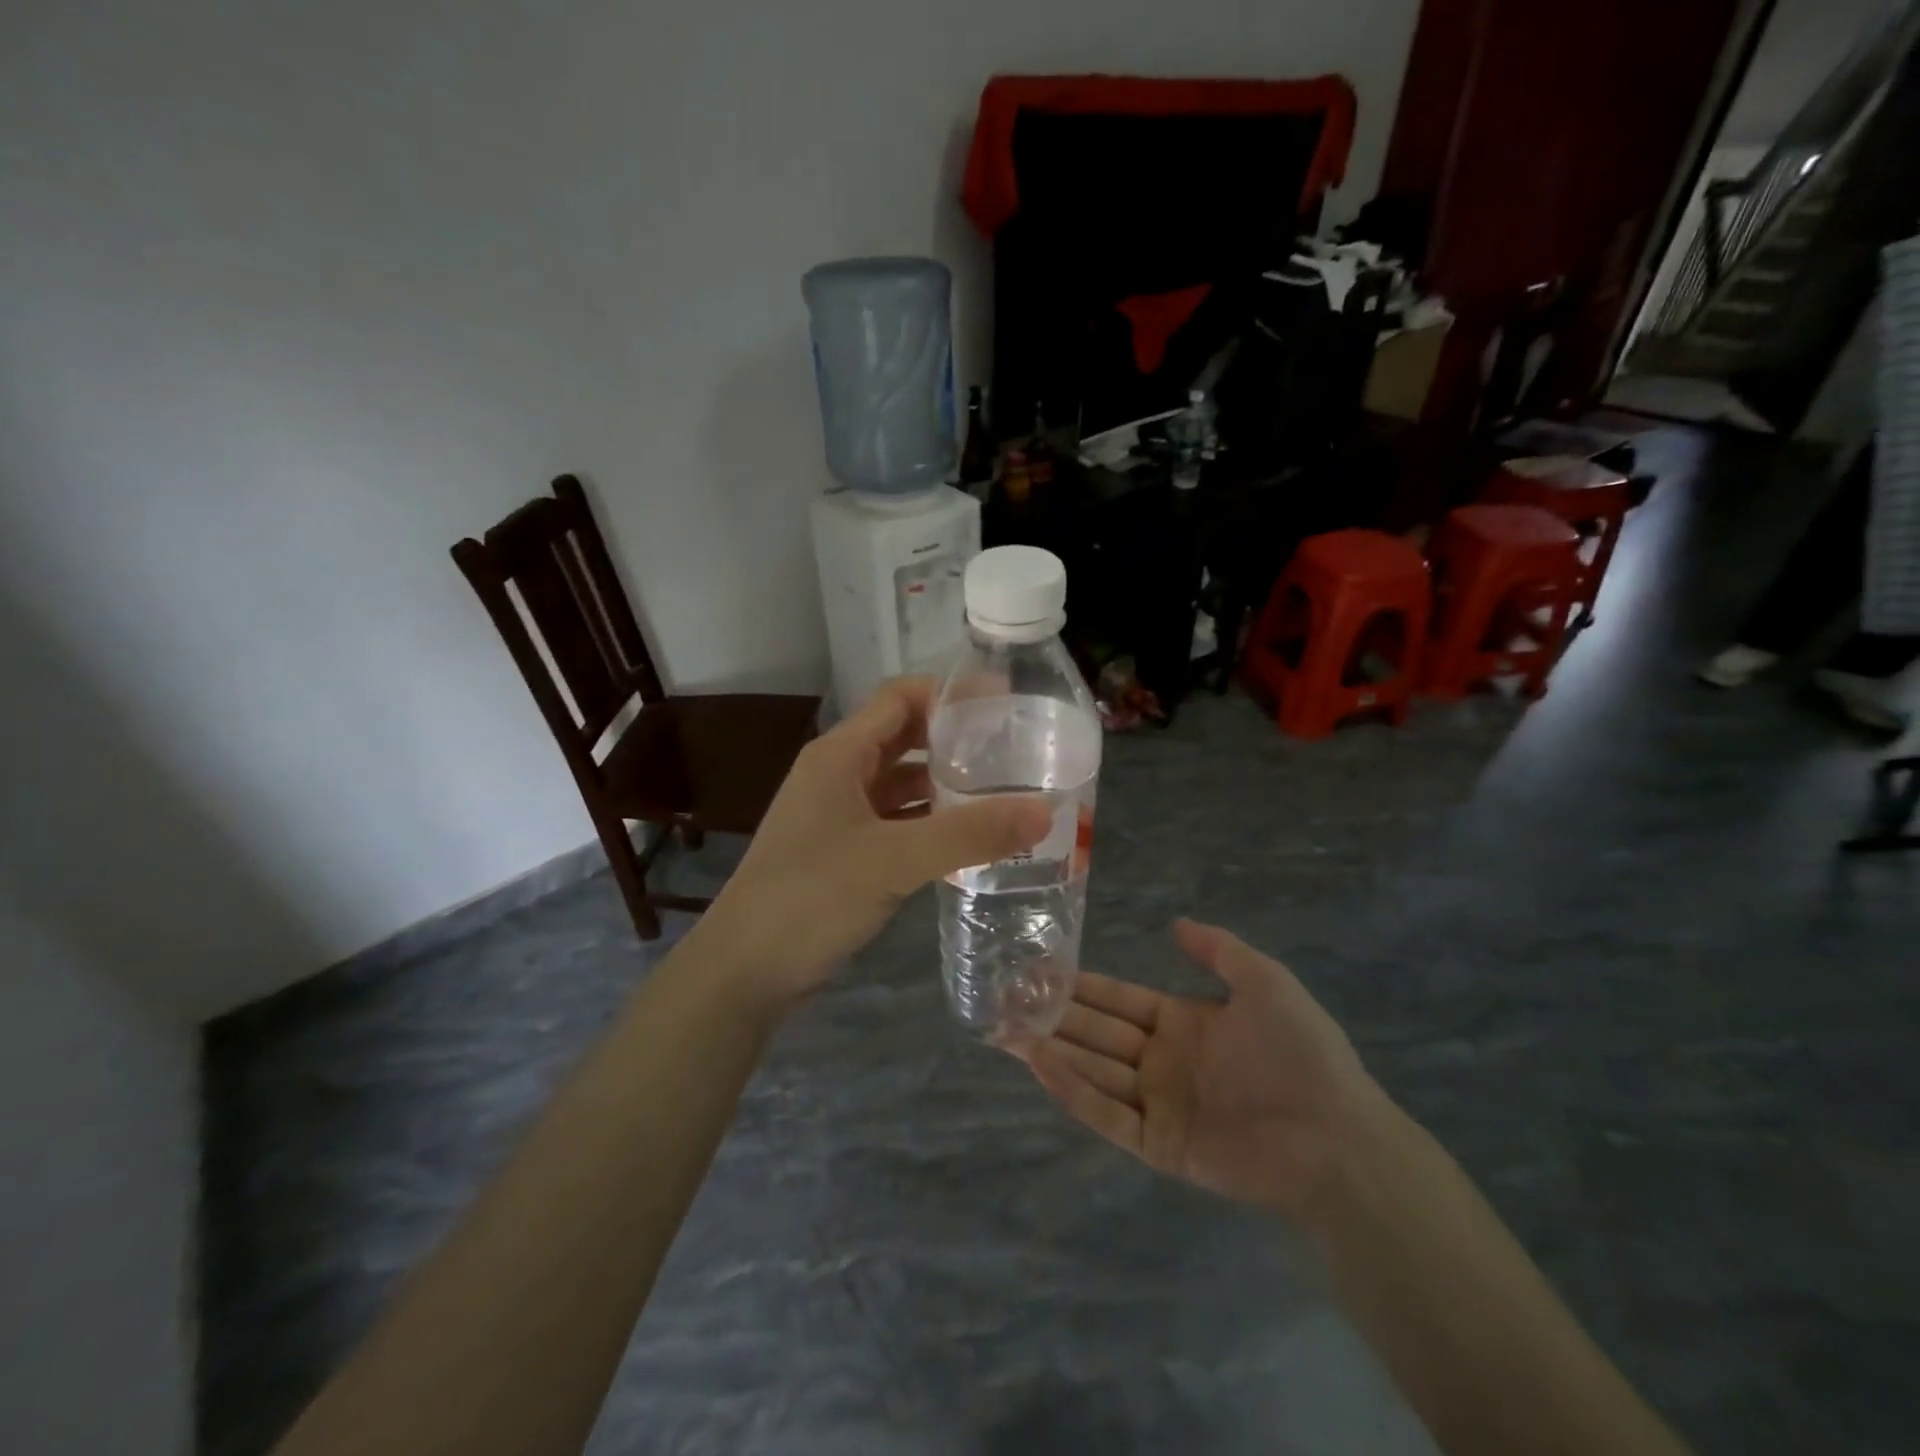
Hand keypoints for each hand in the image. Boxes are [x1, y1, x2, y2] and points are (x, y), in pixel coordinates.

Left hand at [694, 677, 1049, 1017]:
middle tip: (1013, 747)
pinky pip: (896, 822)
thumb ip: (969, 834)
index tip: (1005, 702)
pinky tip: (968, 837)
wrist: (744, 971)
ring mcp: (838, 815)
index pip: (900, 699)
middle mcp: (837, 775)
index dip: (950, 693)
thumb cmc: (810, 897)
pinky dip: (930, 822)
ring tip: (1003, 789)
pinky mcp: (843, 852)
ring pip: (901, 784)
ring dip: (945, 784)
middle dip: (954, 738)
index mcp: (839, 755)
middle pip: (903, 738)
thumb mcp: (893, 860)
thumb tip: (1045, 811)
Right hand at [1018, 920, 1388, 1219]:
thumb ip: (1218, 950)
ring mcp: (1158, 1104)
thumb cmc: (1300, 1052)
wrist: (1337, 1137)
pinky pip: (1108, 1115)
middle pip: (1095, 1034)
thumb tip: (1175, 923)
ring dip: (1051, 1051)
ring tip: (1006, 1031)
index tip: (1038, 971)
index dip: (1079, 986)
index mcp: (1181, 1023)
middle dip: (1051, 1016)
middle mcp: (1161, 1061)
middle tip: (1004, 1001)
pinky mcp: (1159, 1146)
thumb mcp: (1265, 982)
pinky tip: (1041, 1066)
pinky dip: (1074, 1092)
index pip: (1117, 1000)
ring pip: (1092, 1071)